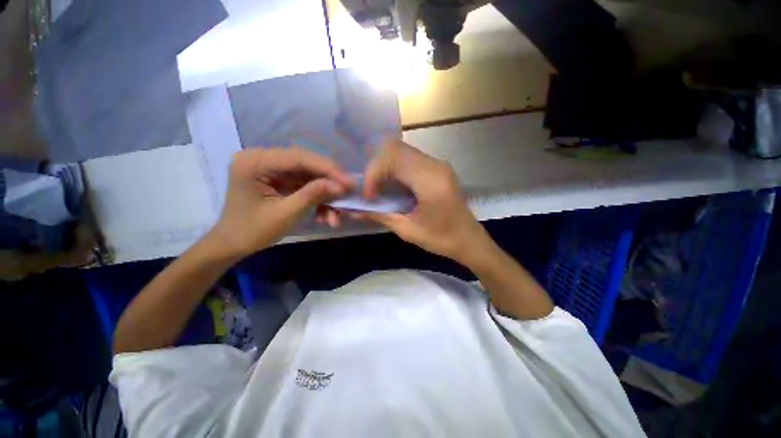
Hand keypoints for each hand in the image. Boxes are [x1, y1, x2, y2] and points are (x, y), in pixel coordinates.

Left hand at [210, 147, 353, 256]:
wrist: (233, 245)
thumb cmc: (253, 231)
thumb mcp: (286, 214)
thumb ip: (313, 195)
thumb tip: (341, 185)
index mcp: (255, 162)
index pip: (298, 157)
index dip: (327, 168)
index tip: (349, 182)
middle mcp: (262, 158)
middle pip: (306, 164)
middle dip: (329, 181)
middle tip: (348, 192)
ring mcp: (271, 169)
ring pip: (308, 176)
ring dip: (325, 194)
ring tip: (336, 214)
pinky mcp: (279, 179)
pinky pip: (304, 184)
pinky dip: (317, 198)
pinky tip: (325, 215)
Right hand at [357, 139, 489, 265]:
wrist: (469, 240)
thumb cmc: (442, 239)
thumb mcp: (408, 230)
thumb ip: (379, 215)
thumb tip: (353, 210)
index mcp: (431, 181)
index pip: (393, 158)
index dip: (373, 174)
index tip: (368, 196)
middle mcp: (435, 165)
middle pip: (396, 149)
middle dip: (376, 168)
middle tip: (371, 190)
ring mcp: (438, 164)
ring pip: (402, 152)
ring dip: (384, 167)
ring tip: (378, 190)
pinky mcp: (437, 168)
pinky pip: (409, 159)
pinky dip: (394, 169)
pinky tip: (392, 187)